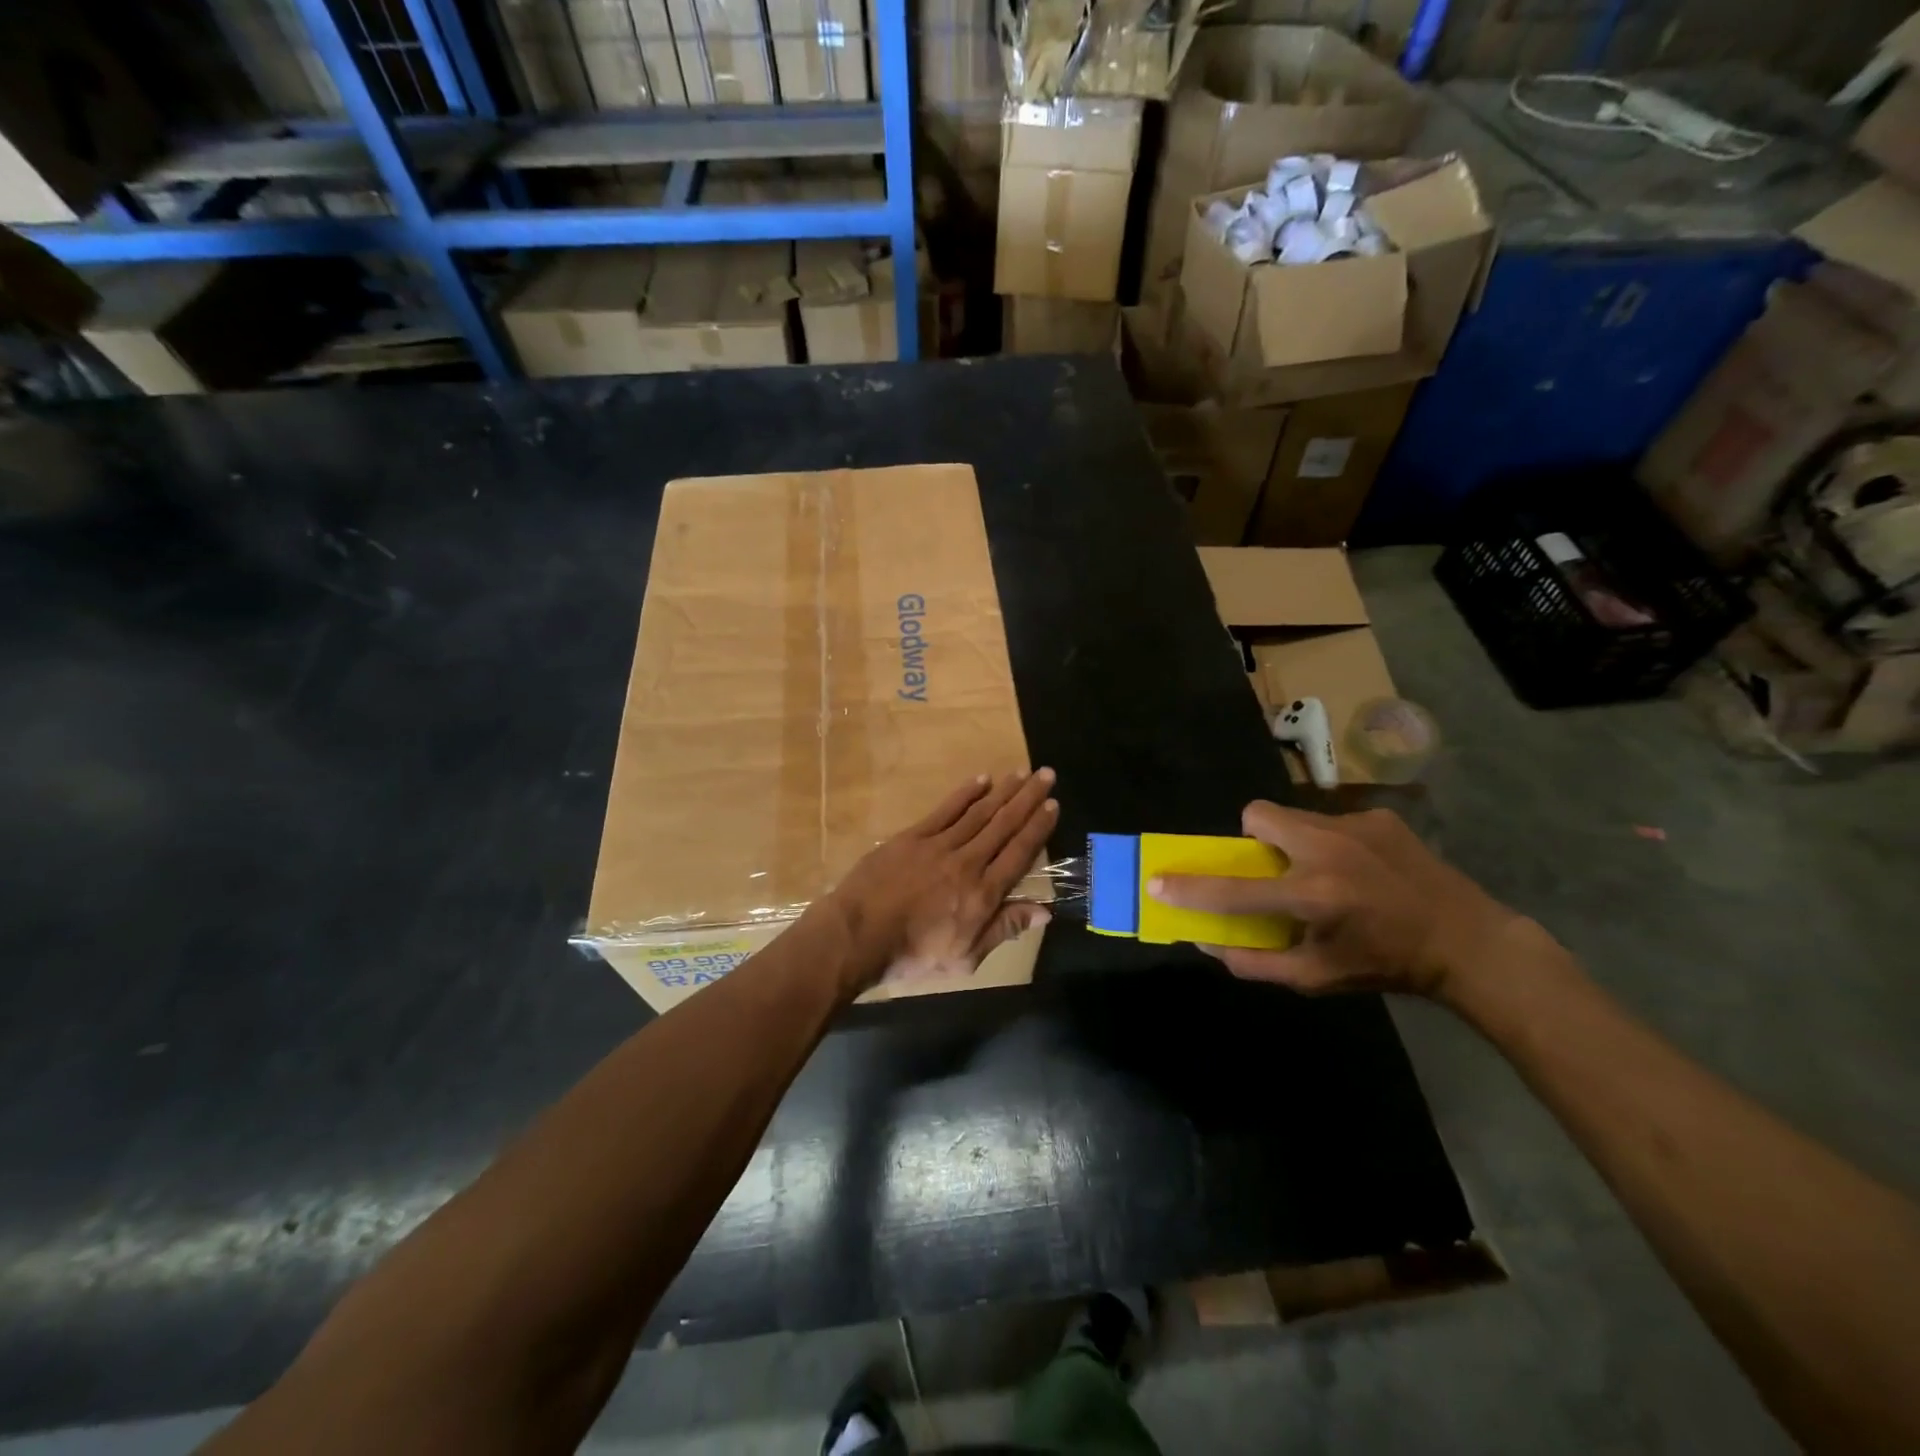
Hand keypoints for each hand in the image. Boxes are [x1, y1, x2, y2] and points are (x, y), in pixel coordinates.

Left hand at [817, 769, 1059, 991]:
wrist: (859, 935)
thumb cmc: (913, 954)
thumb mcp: (965, 957)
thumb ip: (1003, 929)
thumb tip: (1045, 911)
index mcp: (983, 894)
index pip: (1019, 854)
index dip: (1039, 828)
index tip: (1054, 805)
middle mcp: (967, 862)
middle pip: (1004, 825)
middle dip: (1028, 799)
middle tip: (1047, 775)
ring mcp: (939, 846)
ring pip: (979, 813)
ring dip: (1003, 791)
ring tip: (1022, 773)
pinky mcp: (913, 837)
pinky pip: (945, 810)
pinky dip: (965, 794)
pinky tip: (981, 780)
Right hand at [1148, 801, 1525, 1003]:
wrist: (1468, 942)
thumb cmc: (1386, 964)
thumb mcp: (1318, 977)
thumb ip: (1257, 963)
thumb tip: (1208, 943)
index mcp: (1314, 896)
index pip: (1234, 890)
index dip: (1190, 888)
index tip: (1158, 881)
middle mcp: (1329, 851)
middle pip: (1258, 815)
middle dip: (1251, 838)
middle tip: (1270, 868)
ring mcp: (1356, 826)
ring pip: (1293, 816)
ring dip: (1291, 840)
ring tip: (1321, 871)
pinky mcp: (1378, 817)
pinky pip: (1330, 820)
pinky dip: (1329, 841)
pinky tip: (1360, 868)